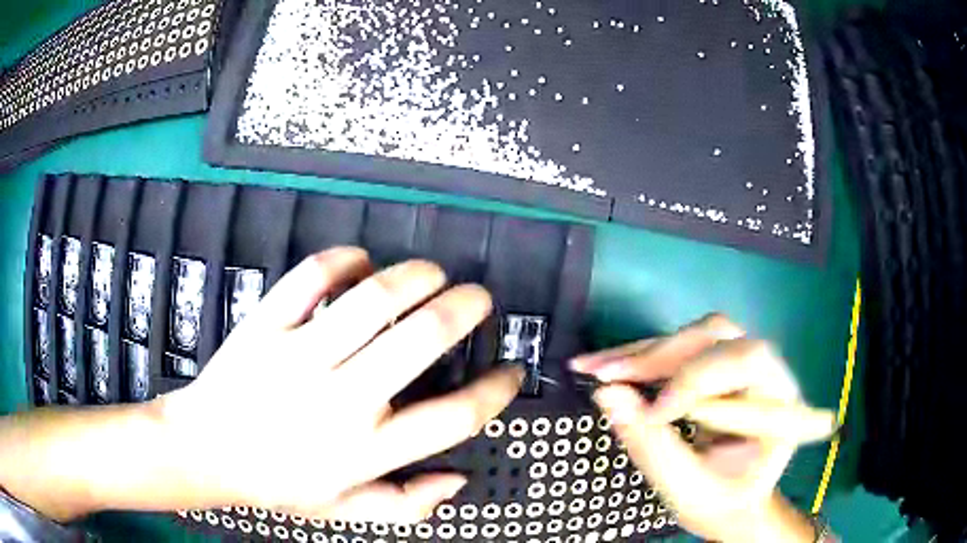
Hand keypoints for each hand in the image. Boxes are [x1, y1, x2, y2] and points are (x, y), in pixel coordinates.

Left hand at [159, 248, 522, 522]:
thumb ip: (407, 506)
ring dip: (416, 276)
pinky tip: (360, 261)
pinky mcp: (266, 326)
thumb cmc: (276, 484)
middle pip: (421, 341)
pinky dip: (343, 260)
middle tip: (480, 298)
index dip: (495, 391)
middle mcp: (340, 400)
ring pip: (373, 300)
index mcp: (364, 450)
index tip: (511, 372)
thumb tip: (457, 479)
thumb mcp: (345, 512)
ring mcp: (299, 357)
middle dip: (465, 309)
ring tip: (434, 273)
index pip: (453, 418)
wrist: (205, 451)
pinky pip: (310, 278)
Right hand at [571, 315, 835, 542]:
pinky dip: (639, 358)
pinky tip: (606, 366)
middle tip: (607, 376)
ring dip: (643, 353)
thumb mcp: (690, 489)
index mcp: (780, 400)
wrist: (733, 503)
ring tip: (596, 368)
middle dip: (659, 357)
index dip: (694, 380)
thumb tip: (607, 395)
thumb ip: (653, 446)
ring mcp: (739, 364)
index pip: (745, 362)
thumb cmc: (722, 502)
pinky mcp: (714, 366)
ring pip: (692, 336)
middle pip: (716, 336)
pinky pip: (677, 349)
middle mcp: (766, 370)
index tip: (650, 415)